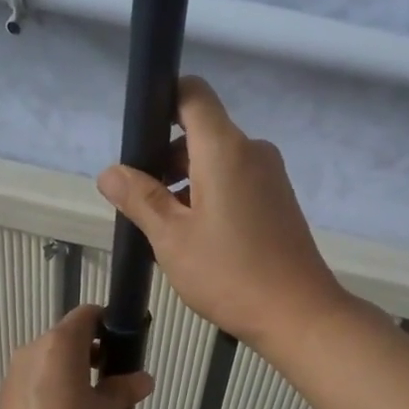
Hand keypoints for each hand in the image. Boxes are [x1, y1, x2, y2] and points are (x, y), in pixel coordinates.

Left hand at [0, 304, 154, 408]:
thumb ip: (125, 389)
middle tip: (111, 378)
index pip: (86, 315)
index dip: (106, 323)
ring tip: (88, 403)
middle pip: (65, 338)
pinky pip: (33, 382)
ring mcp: (13, 375)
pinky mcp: (4, 400)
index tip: (122, 344)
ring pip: (48, 361)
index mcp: (60, 344)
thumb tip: (142, 379)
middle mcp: (32, 351)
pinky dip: (50, 390)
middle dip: (89, 351)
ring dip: (68, 371)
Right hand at [96, 77, 349, 350]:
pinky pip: (236, 182)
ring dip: (186, 183)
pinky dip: (211, 196)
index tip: (139, 136)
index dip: (162, 100)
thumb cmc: (230, 274)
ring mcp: (270, 177)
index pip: (193, 93)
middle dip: (166, 158)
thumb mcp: (171, 238)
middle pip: (201, 132)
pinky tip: (197, 239)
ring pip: (217, 161)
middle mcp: (252, 152)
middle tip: (141, 201)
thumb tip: (110, 172)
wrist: (299, 314)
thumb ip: (139, 198)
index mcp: (225, 149)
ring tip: (165, 229)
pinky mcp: (279, 201)